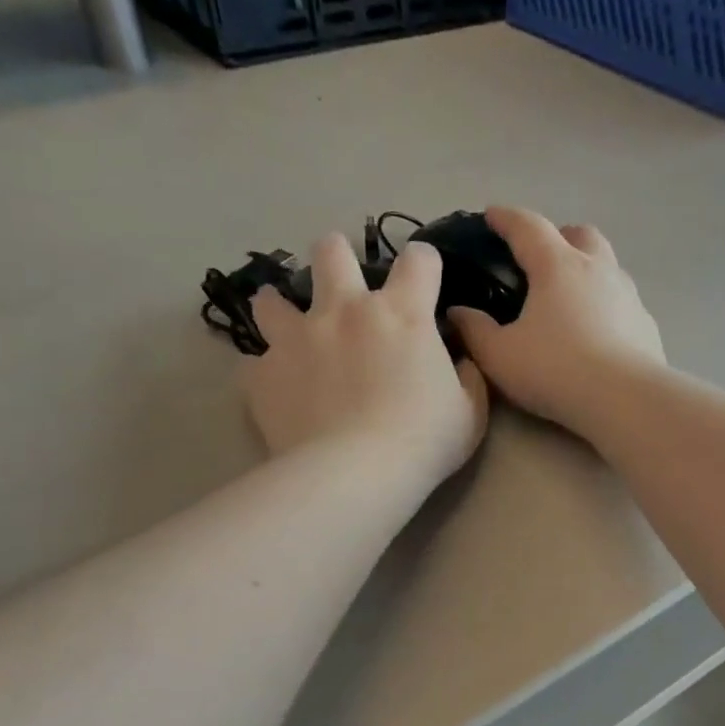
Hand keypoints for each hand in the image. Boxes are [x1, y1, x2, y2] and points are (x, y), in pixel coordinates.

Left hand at [244, 235, 487, 490]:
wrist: (355, 474)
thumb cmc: (423, 442)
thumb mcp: (469, 414)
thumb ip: (467, 378)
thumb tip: (460, 361)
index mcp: (402, 314)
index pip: (419, 259)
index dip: (424, 264)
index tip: (424, 282)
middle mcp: (344, 310)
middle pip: (331, 251)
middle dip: (337, 257)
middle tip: (342, 285)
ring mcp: (297, 338)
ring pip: (272, 299)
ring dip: (280, 307)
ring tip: (287, 325)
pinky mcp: (263, 373)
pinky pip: (255, 363)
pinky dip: (268, 372)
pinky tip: (277, 389)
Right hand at [447, 207, 665, 435]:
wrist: (625, 400)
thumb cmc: (556, 371)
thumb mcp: (500, 357)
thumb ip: (474, 331)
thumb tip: (457, 312)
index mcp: (557, 266)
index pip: (527, 226)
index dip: (506, 218)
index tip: (492, 216)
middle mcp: (597, 269)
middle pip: (579, 234)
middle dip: (558, 237)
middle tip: (540, 259)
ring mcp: (628, 295)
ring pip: (608, 266)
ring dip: (588, 270)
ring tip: (570, 299)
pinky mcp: (646, 324)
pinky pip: (623, 302)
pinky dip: (606, 306)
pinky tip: (598, 332)